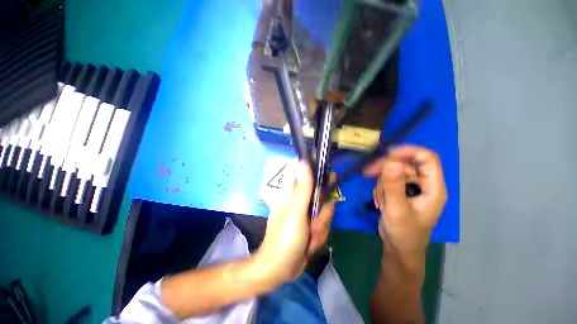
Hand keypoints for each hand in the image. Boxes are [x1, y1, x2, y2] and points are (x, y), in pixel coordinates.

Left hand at [255, 161, 333, 284]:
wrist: (280, 269)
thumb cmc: (284, 238)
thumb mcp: (295, 211)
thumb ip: (302, 187)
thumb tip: (303, 161)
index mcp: (290, 192)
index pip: (300, 170)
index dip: (313, 167)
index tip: (326, 174)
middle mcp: (298, 199)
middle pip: (318, 192)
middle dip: (322, 207)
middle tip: (317, 218)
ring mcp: (305, 213)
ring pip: (323, 210)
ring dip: (321, 225)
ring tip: (309, 237)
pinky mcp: (310, 225)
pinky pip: (323, 224)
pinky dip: (319, 235)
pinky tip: (310, 244)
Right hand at [364, 146, 446, 268]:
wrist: (398, 248)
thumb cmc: (404, 233)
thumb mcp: (397, 210)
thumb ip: (394, 186)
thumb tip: (391, 162)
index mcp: (433, 188)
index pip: (427, 158)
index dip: (408, 152)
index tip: (386, 154)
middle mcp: (424, 185)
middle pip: (405, 164)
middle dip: (386, 169)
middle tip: (368, 173)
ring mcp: (411, 188)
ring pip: (393, 173)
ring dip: (382, 184)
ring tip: (381, 202)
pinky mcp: (400, 192)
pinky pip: (387, 181)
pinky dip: (380, 190)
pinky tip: (380, 204)